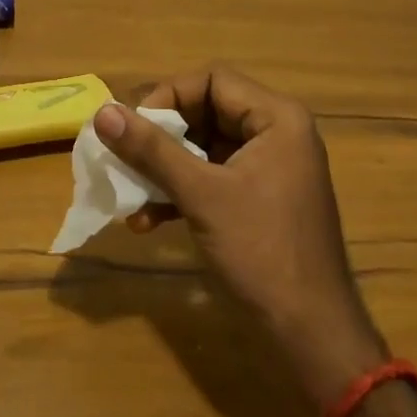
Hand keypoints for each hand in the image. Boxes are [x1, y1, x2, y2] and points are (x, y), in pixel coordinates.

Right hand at [94, 65, 385, 405]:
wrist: (312, 336)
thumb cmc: (261, 252)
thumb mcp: (202, 195)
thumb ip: (152, 150)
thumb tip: (103, 112)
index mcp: (277, 117)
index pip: (213, 80)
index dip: (169, 96)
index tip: (134, 126)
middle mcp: (277, 132)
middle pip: (207, 111)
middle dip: (162, 137)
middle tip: (126, 157)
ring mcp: (269, 167)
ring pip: (205, 147)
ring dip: (166, 169)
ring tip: (129, 195)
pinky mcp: (260, 197)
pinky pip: (214, 176)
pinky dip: (182, 191)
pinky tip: (148, 220)